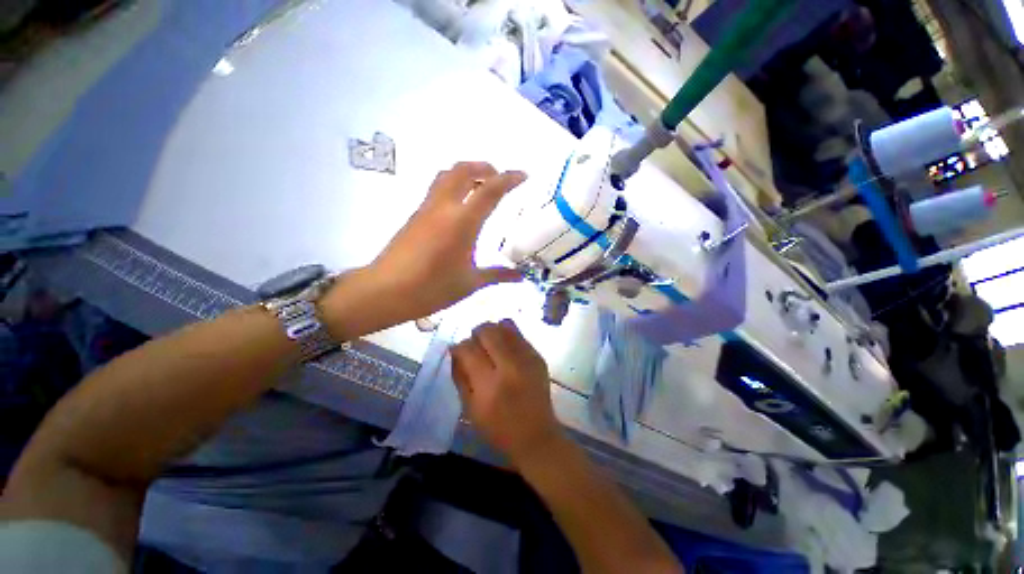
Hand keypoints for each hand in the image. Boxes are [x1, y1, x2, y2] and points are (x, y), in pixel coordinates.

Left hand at [371, 162, 525, 321]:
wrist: (385, 291)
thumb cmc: (432, 288)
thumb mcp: (470, 283)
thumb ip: (497, 275)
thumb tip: (520, 277)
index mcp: (462, 222)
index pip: (490, 190)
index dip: (509, 179)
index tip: (524, 175)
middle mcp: (444, 208)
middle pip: (463, 170)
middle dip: (484, 167)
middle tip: (499, 178)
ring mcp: (426, 209)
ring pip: (447, 175)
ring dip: (467, 173)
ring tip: (481, 188)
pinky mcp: (415, 216)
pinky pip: (437, 189)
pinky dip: (453, 186)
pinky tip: (460, 208)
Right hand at [451, 320, 564, 466]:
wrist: (536, 436)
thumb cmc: (498, 428)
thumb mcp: (469, 408)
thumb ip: (459, 376)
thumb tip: (455, 350)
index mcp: (489, 384)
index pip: (468, 350)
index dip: (459, 346)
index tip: (458, 351)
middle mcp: (509, 366)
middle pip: (488, 332)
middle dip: (476, 334)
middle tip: (474, 344)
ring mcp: (527, 359)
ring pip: (504, 328)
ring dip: (492, 330)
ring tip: (488, 342)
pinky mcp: (538, 357)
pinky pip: (519, 334)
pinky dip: (507, 334)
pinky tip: (503, 344)